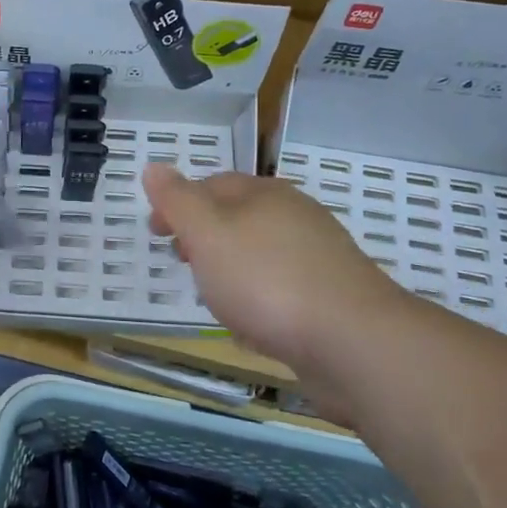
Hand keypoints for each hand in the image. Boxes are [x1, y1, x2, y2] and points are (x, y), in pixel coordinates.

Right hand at [143, 166, 404, 373]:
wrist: (352, 340)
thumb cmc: (266, 280)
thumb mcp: (208, 234)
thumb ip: (178, 201)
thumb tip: (154, 167)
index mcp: (265, 194)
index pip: (212, 184)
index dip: (178, 203)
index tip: (155, 233)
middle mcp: (295, 217)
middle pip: (239, 217)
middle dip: (204, 236)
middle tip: (181, 262)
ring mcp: (319, 256)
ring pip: (261, 253)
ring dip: (231, 268)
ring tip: (211, 296)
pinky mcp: (331, 296)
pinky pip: (282, 287)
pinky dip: (259, 297)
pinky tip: (252, 324)